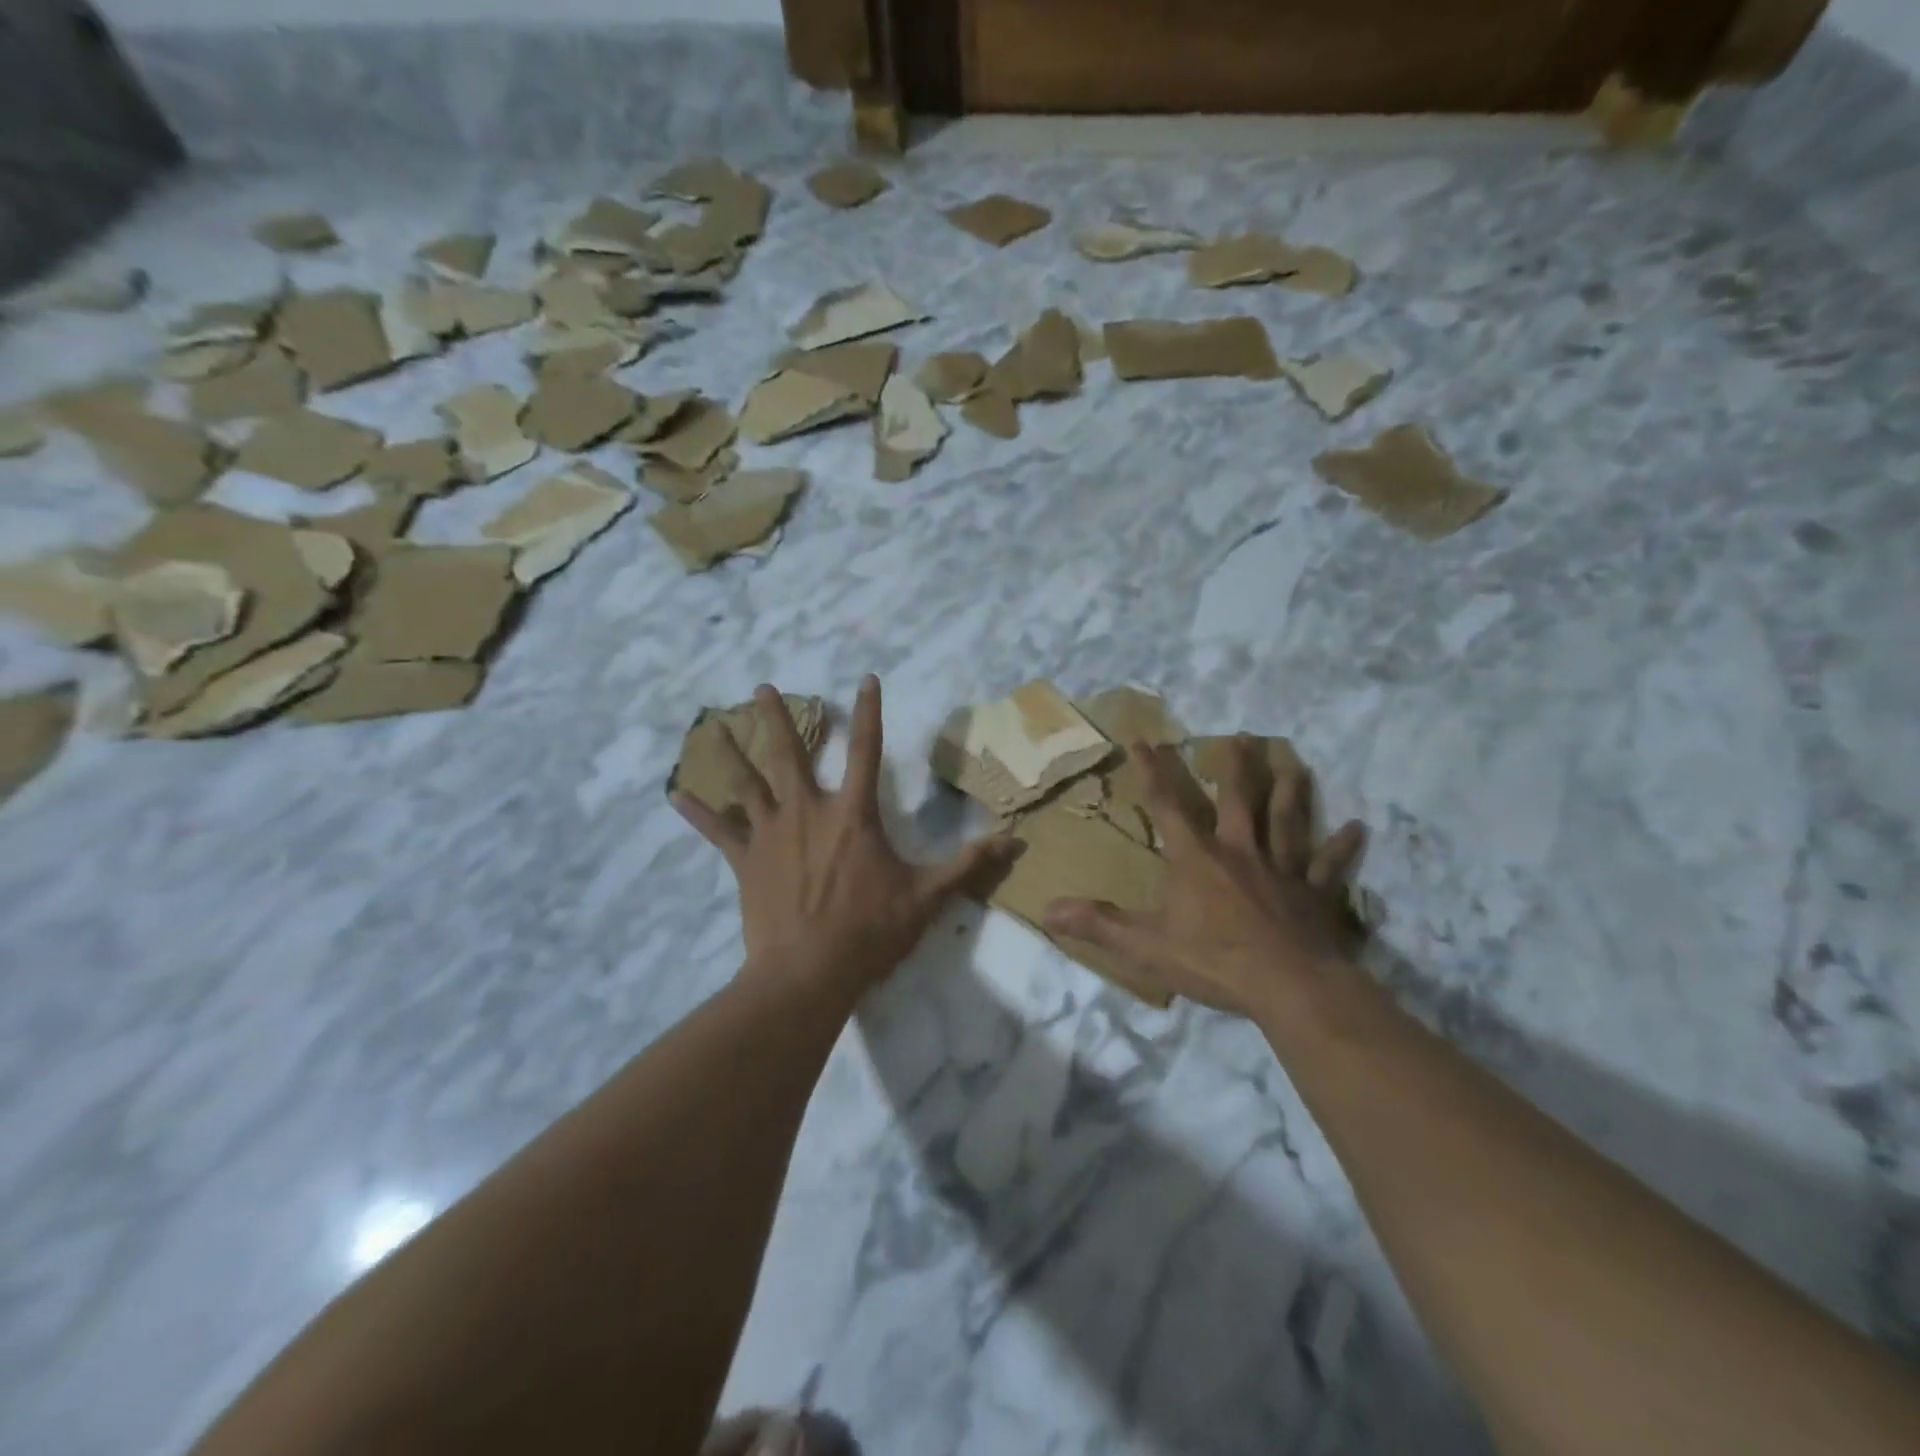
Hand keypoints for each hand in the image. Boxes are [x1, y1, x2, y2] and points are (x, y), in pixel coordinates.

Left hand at [674, 677, 1014, 1004]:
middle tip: (764, 687)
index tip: (865, 678)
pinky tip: (677, 795)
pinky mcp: (745, 861)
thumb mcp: (927, 897)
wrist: (808, 973)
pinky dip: (699, 814)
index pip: (866, 750)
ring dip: (733, 751)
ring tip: (714, 725)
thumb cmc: (870, 931)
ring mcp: (771, 834)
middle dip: (778, 717)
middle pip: (790, 753)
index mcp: (853, 813)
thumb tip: (1015, 840)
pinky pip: (718, 832)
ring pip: (749, 782)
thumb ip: (968, 865)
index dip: (869, 712)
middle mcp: (808, 811)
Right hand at [1045, 736, 1366, 1017]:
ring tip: (1294, 762)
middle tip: (1242, 735)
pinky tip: (1357, 828)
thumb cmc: (1215, 962)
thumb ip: (1100, 924)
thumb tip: (1048, 909)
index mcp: (1197, 859)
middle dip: (1236, 767)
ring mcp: (1282, 870)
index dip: (1152, 772)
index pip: (1168, 805)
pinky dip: (1342, 848)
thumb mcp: (1147, 946)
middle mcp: (1240, 852)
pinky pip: (1329, 865)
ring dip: (1290, 790)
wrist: (1289, 987)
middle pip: (1239, 799)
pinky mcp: (1315, 894)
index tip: (1141, 739)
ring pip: (1286, 820)